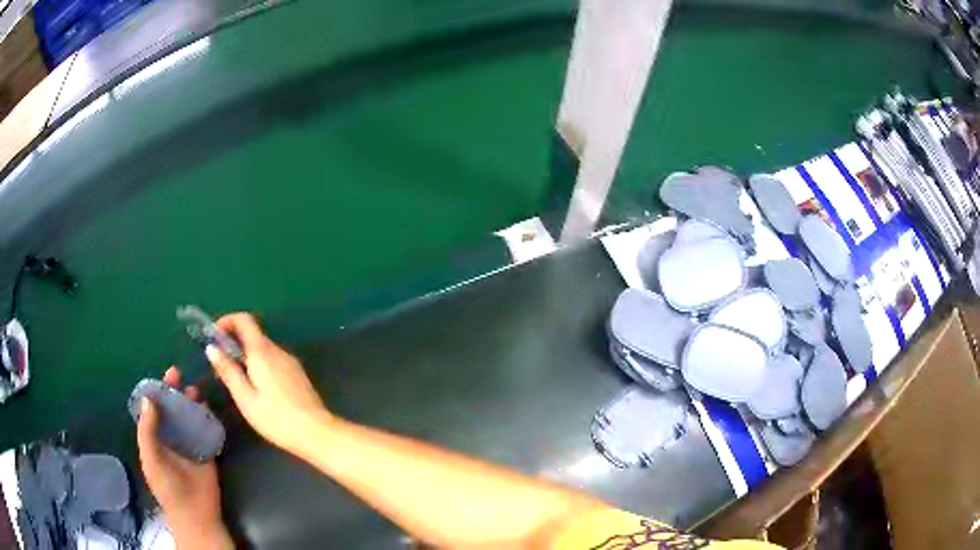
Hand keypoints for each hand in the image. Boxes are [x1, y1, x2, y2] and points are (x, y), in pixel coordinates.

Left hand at [137, 367, 232, 549]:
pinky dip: (206, 418)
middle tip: (178, 375)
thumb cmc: (167, 487)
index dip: (156, 393)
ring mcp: (189, 444)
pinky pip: (206, 431)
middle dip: (173, 392)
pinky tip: (208, 408)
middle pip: (172, 409)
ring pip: (188, 417)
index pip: (154, 410)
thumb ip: (147, 430)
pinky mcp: (206, 452)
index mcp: (155, 438)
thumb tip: (148, 399)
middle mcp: (171, 437)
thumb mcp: (151, 458)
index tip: (161, 377)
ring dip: (190, 402)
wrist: (194, 513)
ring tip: (194, 390)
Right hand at [207, 313, 329, 451]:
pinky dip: (259, 365)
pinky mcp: (297, 374)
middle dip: (233, 344)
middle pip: (253, 334)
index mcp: (262, 352)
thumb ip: (228, 371)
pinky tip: (256, 389)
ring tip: (236, 382)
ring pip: (263, 349)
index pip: (244, 319)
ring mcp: (290, 362)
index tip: (213, 338)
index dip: (226, 322)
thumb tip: (212, 348)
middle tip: (220, 368)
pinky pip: (273, 361)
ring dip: (246, 356)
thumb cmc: (276, 419)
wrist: (317, 433)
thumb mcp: (245, 398)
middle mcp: (278, 350)